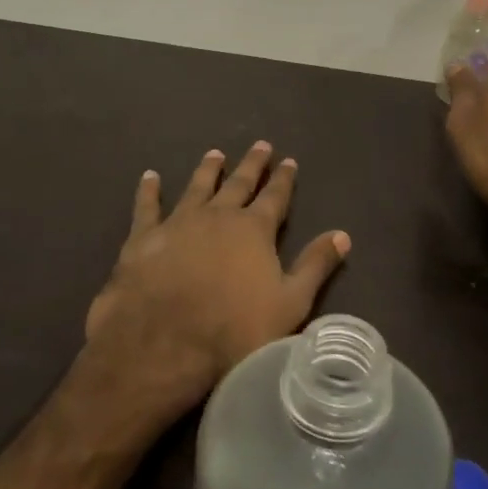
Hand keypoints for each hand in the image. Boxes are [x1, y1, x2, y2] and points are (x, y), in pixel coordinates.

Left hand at [84, 142, 350, 413]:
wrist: (164, 343)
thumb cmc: (234, 330)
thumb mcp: (290, 303)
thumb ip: (315, 266)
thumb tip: (343, 234)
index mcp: (254, 230)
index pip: (275, 197)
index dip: (284, 179)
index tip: (289, 160)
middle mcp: (218, 216)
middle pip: (238, 183)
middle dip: (252, 165)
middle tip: (260, 145)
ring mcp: (179, 223)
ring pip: (197, 187)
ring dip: (208, 170)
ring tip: (215, 153)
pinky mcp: (144, 238)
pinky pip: (147, 206)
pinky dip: (149, 190)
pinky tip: (150, 177)